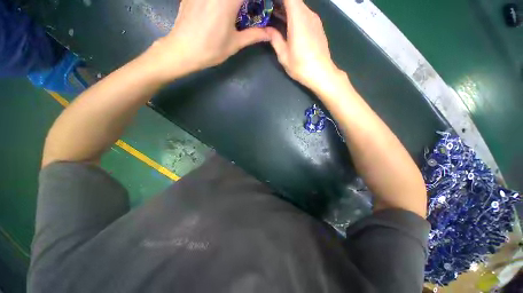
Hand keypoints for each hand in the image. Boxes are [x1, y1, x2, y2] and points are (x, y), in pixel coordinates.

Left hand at [148, 0, 270, 80]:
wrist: (183, 50)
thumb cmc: (211, 49)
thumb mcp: (235, 44)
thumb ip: (254, 35)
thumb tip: (270, 34)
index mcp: (228, 1)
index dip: (256, 1)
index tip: (259, 6)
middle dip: (244, 3)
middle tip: (248, 9)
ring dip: (234, 3)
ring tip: (234, 12)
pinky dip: (219, 2)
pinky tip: (217, 10)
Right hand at [266, 0, 343, 93]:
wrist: (322, 73)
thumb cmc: (301, 66)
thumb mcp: (283, 55)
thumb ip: (274, 39)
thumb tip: (267, 29)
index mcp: (298, 19)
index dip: (279, 0)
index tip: (269, 4)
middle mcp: (308, 14)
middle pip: (294, 0)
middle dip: (280, 4)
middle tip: (268, 10)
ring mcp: (315, 19)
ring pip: (299, 6)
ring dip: (287, 8)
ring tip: (275, 15)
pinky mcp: (318, 26)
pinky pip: (304, 13)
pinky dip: (295, 14)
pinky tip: (288, 24)